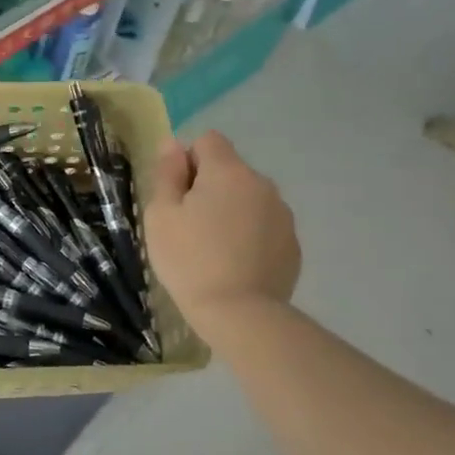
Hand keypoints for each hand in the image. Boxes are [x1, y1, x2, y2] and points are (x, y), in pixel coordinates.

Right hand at [146, 132, 300, 327]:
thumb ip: (167, 173)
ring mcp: (282, 214)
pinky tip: (237, 263)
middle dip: (210, 187)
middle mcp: (261, 183)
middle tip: (190, 226)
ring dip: (232, 210)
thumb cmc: (190, 260)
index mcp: (228, 171)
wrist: (239, 314)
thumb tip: (173, 143)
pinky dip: (250, 234)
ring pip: (248, 197)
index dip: (188, 161)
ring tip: (215, 248)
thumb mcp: (161, 215)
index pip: (208, 141)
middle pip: (229, 169)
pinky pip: (264, 225)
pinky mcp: (293, 243)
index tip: (178, 195)